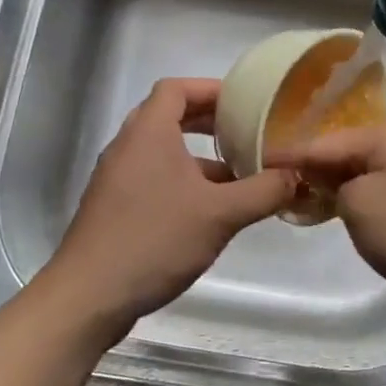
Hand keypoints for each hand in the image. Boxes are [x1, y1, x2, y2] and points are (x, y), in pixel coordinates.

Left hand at [44, 79, 296, 337]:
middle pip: (170, 116)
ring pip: (163, 151)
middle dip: (209, 121)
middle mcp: (128, 147)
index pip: (177, 88)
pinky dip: (183, 181)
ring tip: (238, 174)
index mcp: (149, 133)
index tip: (244, 101)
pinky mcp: (114, 207)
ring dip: (199, 156)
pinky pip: (153, 177)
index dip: (211, 89)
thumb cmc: (155, 240)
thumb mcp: (221, 215)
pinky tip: (210, 210)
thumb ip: (263, 191)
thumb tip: (297, 175)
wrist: (88, 297)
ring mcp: (117, 178)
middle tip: (246, 131)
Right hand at [270, 117, 385, 325]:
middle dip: (314, 167)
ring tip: (305, 198)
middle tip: (278, 183)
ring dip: (339, 183)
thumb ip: (333, 186)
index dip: (288, 155)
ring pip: (367, 170)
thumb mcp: (360, 207)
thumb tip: (334, 183)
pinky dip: (363, 197)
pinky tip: (347, 211)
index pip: (322, 141)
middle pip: (346, 150)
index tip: (256, 162)